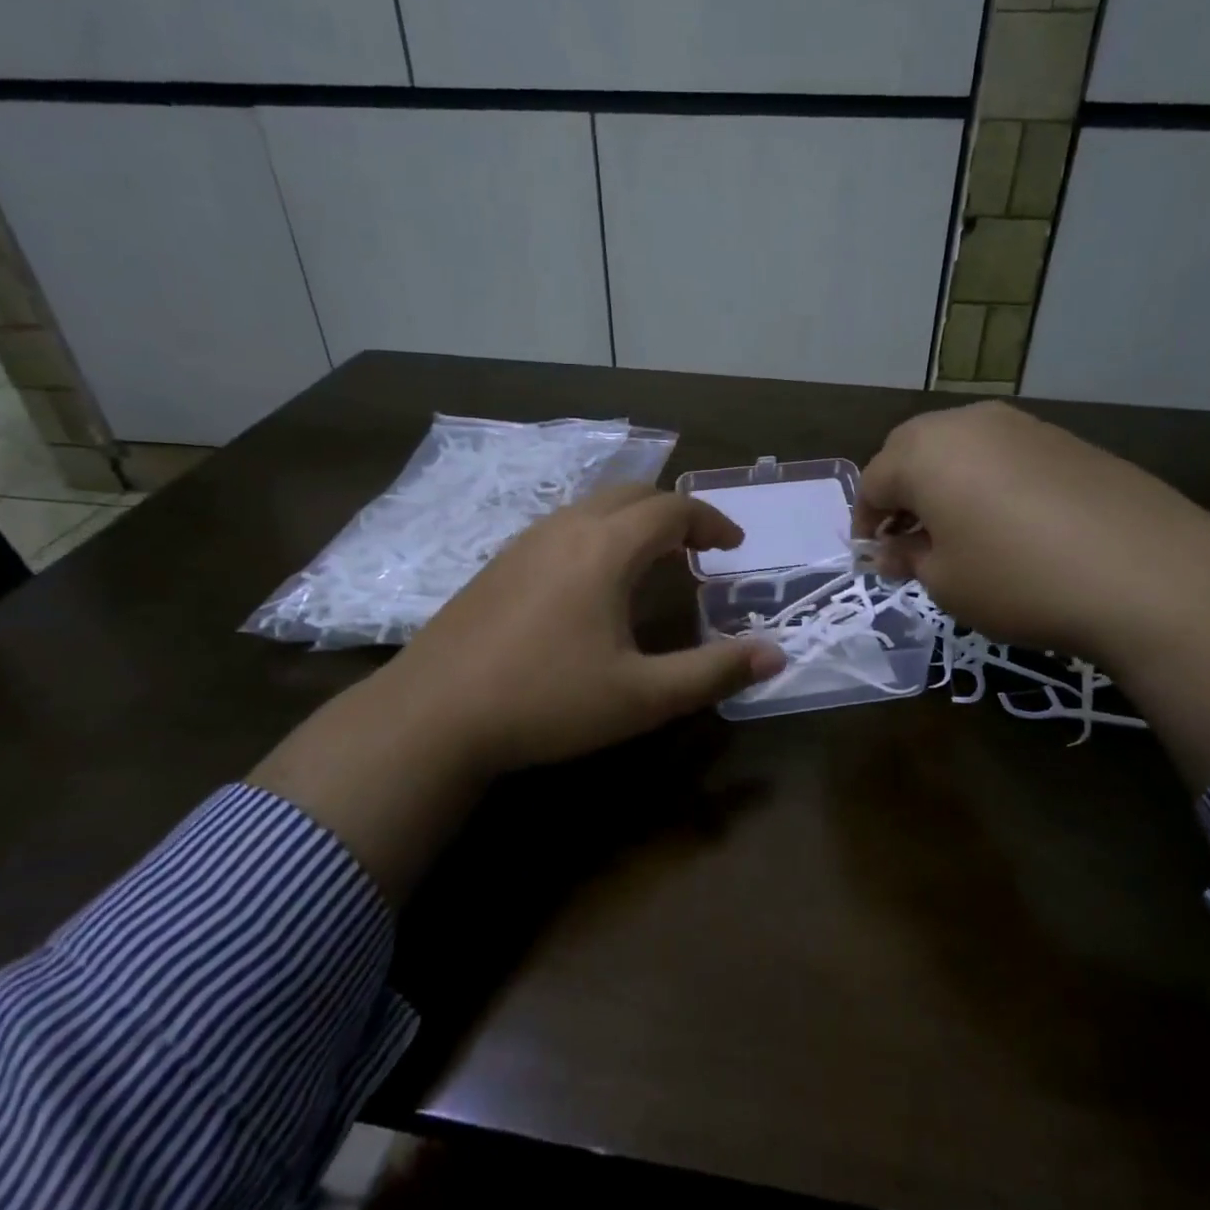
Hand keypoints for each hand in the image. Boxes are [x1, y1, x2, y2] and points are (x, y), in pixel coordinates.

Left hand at [254, 487, 784, 897]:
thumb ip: (714, 672)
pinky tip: (591, 581)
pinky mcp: (498, 562)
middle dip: (674, 512)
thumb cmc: (547, 702)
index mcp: (606, 548)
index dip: (711, 521)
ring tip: (652, 560)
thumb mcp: (642, 696)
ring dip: (633, 521)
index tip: (734, 545)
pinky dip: (597, 534)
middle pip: (632, 494)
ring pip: (593, 506)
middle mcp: (567, 528)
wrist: (432, 715)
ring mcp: (525, 541)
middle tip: (698, 548)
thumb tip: (776, 655)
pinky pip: (563, 525)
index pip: (673, 509)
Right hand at [854, 401, 1209, 656]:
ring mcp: (1022, 425)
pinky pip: (1003, 454)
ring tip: (955, 530)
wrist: (1147, 573)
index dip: (866, 520)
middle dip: (900, 492)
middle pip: (912, 450)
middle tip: (907, 537)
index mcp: (925, 452)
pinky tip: (1006, 522)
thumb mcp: (945, 581)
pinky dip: (986, 481)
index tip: (872, 555)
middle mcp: (968, 423)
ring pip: (960, 447)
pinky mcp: (1065, 439)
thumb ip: (908, 557)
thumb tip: (892, 548)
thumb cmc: (1018, 579)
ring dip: (943, 483)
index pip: (873, 481)